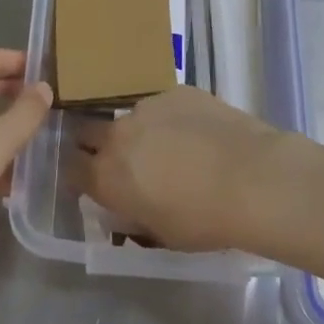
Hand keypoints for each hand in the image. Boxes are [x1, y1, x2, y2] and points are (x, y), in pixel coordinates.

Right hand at [73, 86, 290, 253]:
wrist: (252, 178)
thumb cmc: (204, 219)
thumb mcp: (160, 233)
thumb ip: (133, 214)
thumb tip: (127, 204)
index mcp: (106, 175)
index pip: (71, 169)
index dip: (79, 175)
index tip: (90, 181)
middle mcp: (117, 135)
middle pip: (88, 131)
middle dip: (96, 144)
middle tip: (123, 160)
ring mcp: (146, 107)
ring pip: (129, 117)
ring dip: (138, 131)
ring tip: (169, 147)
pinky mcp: (175, 91)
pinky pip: (162, 105)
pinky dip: (171, 119)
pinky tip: (197, 133)